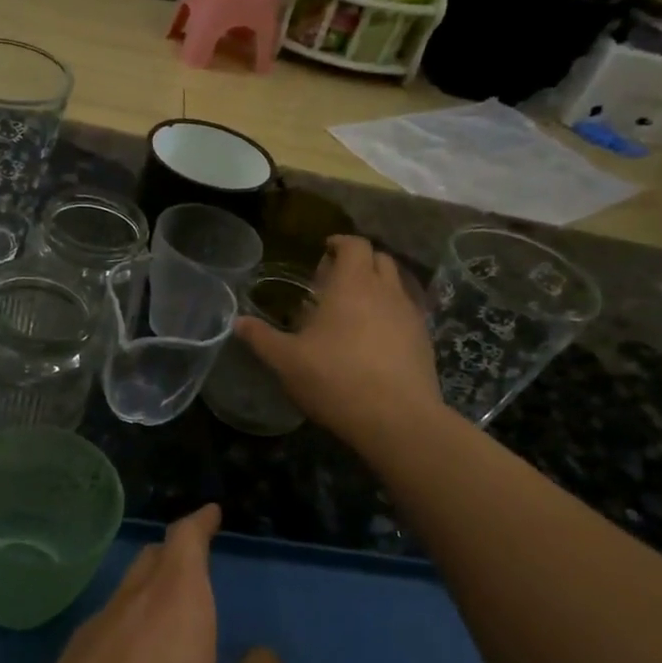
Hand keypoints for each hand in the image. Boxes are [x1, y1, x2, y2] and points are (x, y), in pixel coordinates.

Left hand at [0, 505, 284, 662]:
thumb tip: (262, 657)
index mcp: (175, 599)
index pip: (185, 538)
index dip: (200, 522)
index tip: (210, 513)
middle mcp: (130, 602)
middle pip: (152, 559)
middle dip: (175, 554)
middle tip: (196, 563)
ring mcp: (93, 632)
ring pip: (127, 593)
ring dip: (150, 592)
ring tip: (171, 618)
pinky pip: (109, 629)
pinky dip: (130, 629)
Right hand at [236, 234, 441, 452]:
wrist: (397, 419)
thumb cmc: (336, 379)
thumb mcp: (287, 361)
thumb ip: (261, 338)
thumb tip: (238, 322)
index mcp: (352, 284)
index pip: (354, 244)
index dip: (339, 243)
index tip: (323, 251)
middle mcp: (386, 291)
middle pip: (379, 258)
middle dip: (358, 262)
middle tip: (333, 281)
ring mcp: (410, 315)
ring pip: (396, 285)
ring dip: (376, 287)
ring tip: (352, 310)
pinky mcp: (424, 340)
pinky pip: (406, 313)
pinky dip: (390, 313)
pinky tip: (373, 339)